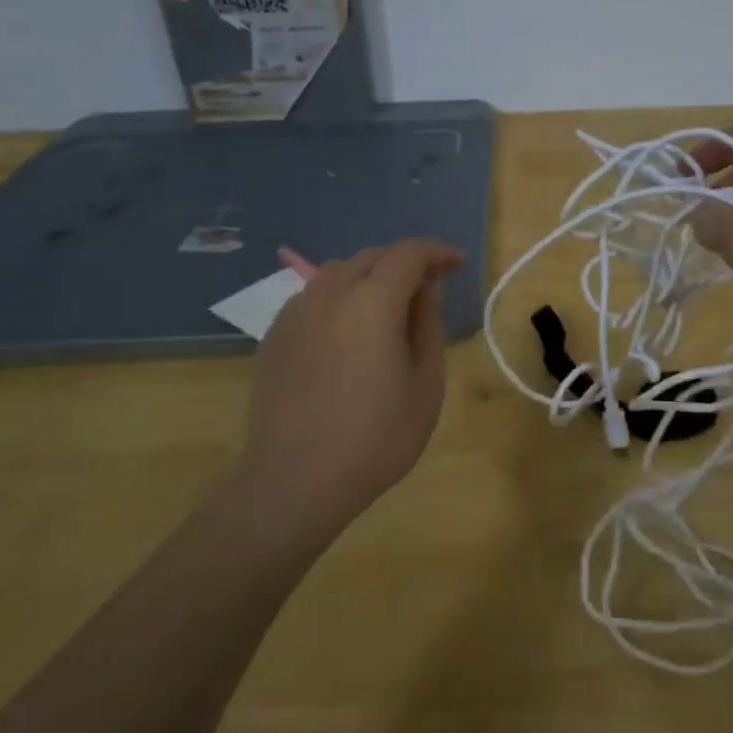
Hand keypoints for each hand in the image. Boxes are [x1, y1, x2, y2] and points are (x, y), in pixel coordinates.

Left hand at [230, 239, 464, 549]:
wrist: (295, 480)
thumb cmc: (375, 438)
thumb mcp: (426, 386)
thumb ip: (429, 327)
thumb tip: (425, 291)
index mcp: (372, 303)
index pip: (408, 254)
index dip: (437, 252)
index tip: (458, 264)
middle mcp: (329, 295)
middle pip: (371, 257)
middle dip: (404, 262)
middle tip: (428, 287)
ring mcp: (295, 314)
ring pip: (337, 272)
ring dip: (369, 276)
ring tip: (386, 307)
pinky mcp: (274, 336)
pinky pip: (312, 297)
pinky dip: (338, 298)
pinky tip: (346, 332)